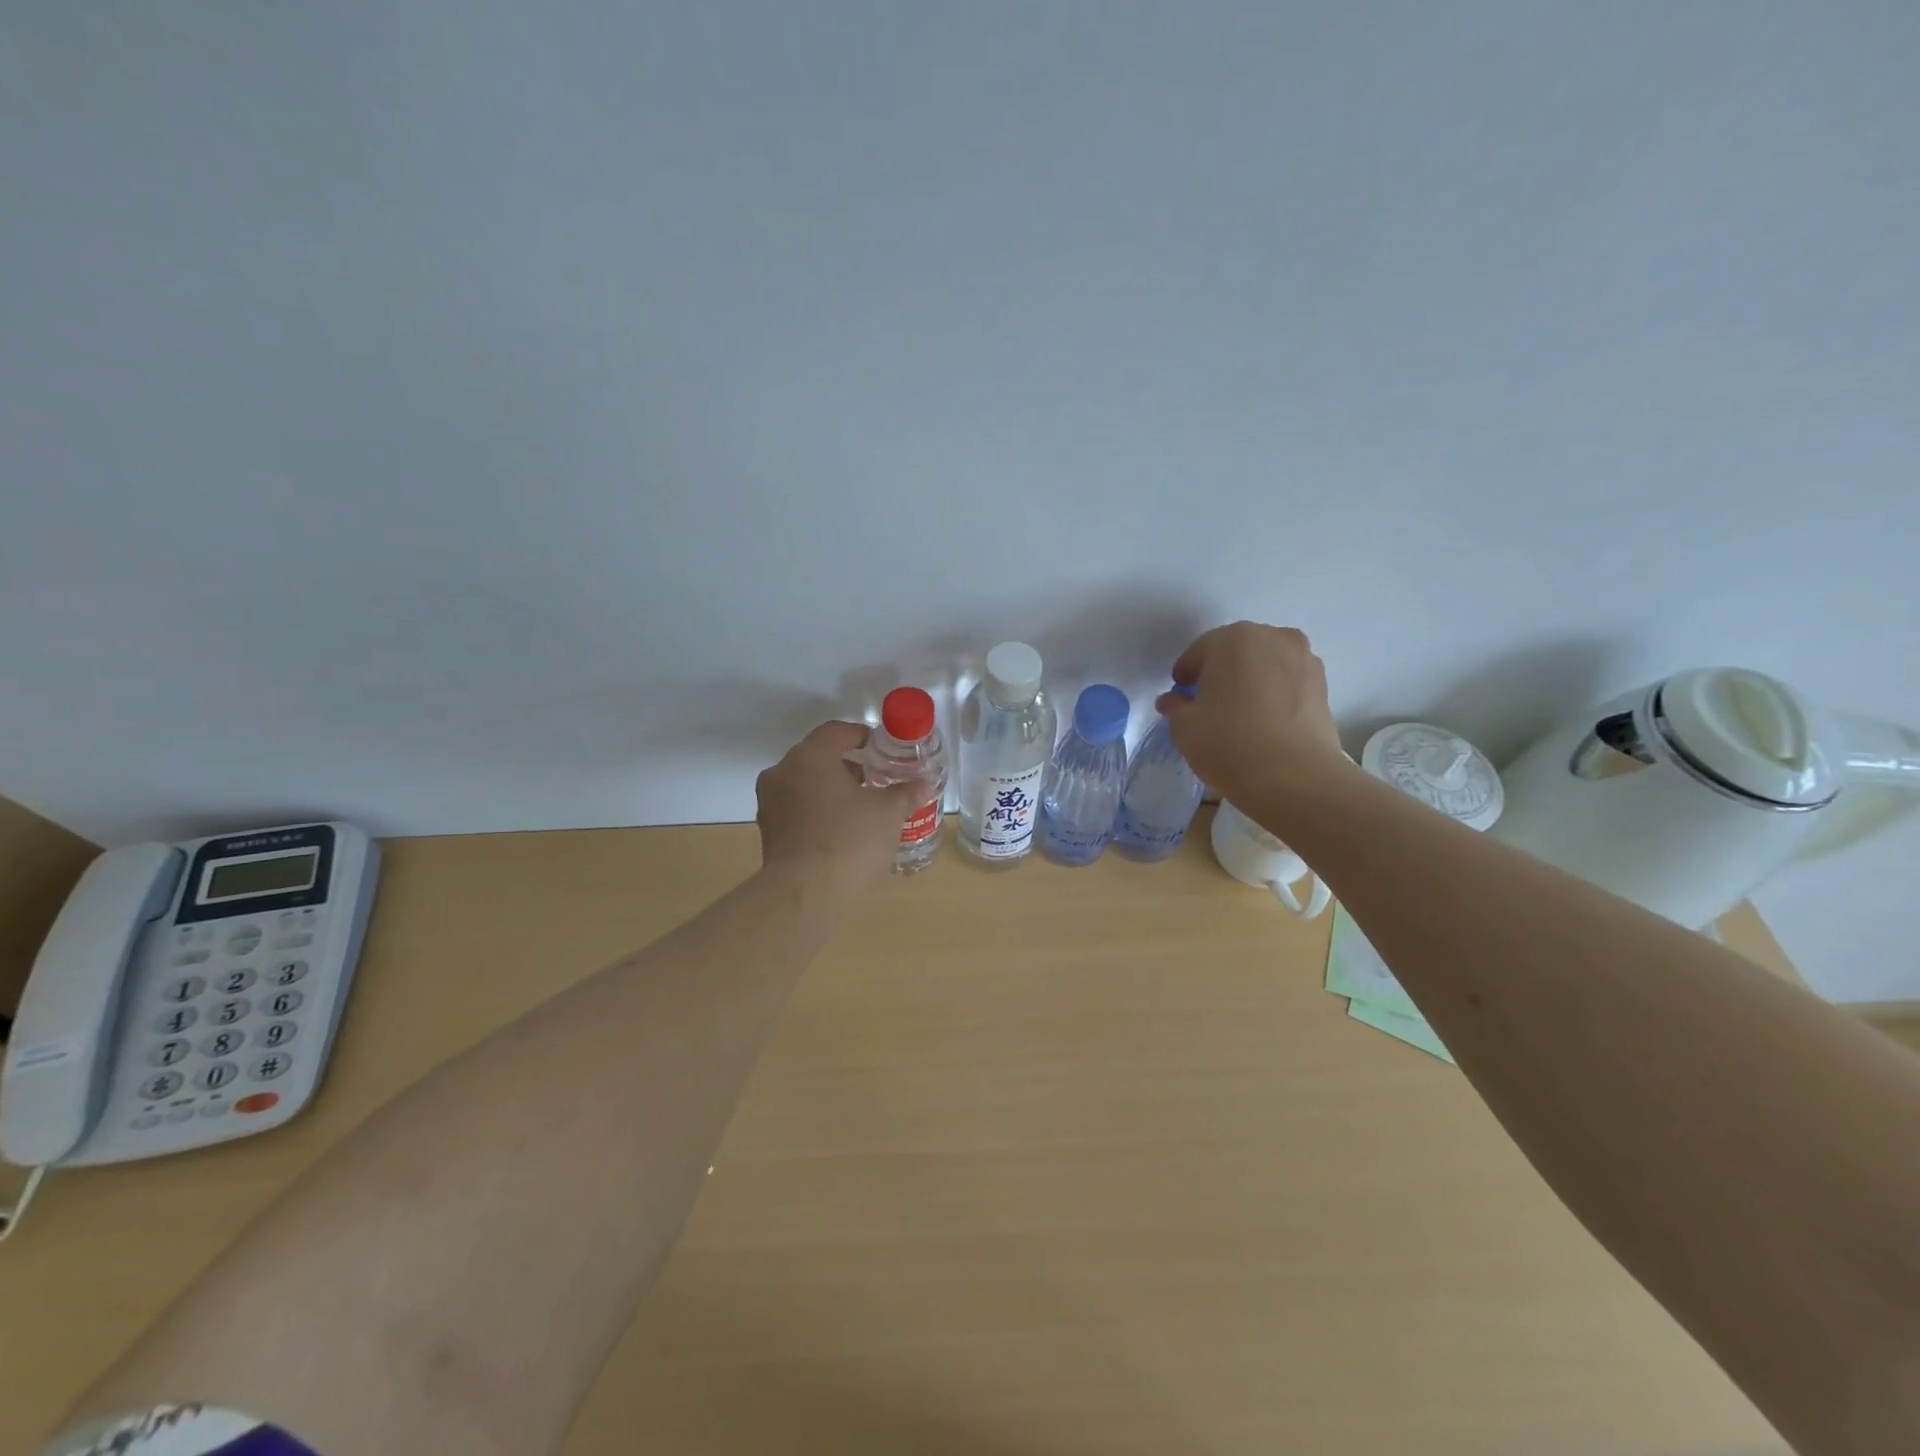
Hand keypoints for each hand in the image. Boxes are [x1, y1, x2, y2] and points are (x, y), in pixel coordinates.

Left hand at [755, 721, 920, 890]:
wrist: (805, 895)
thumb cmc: (850, 841)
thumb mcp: (888, 813)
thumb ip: (906, 793)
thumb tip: (924, 784)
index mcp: (810, 757)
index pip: (837, 731)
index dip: (863, 736)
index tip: (884, 751)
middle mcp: (782, 772)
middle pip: (818, 756)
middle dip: (849, 766)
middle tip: (877, 780)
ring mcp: (770, 802)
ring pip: (805, 783)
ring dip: (832, 789)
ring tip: (861, 808)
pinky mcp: (768, 831)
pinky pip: (797, 808)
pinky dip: (818, 810)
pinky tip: (841, 830)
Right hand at [1155, 622, 1353, 811]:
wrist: (1294, 777)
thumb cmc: (1228, 743)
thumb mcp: (1184, 727)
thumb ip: (1175, 707)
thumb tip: (1174, 701)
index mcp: (1233, 638)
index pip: (1200, 651)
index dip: (1186, 674)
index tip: (1180, 695)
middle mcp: (1273, 638)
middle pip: (1236, 651)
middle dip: (1221, 672)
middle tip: (1208, 703)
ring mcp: (1304, 660)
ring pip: (1266, 665)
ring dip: (1251, 680)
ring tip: (1240, 713)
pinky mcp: (1324, 686)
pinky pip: (1288, 683)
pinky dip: (1274, 694)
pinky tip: (1264, 721)